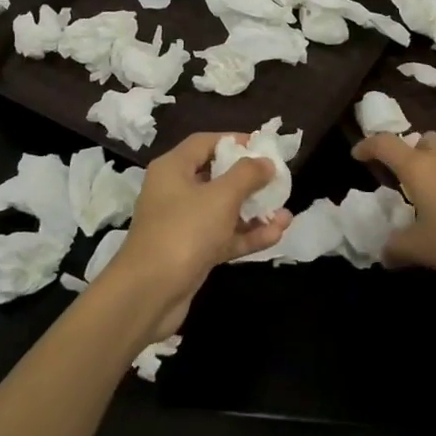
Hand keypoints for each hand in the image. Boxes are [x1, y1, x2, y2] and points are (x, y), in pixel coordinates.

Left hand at [102, 132, 291, 341]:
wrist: (149, 294)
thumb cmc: (184, 231)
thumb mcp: (220, 197)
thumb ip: (247, 174)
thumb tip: (265, 162)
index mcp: (173, 169)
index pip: (205, 143)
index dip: (234, 141)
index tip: (263, 147)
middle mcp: (175, 192)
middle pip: (217, 176)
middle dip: (250, 181)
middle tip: (279, 182)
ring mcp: (183, 224)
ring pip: (223, 210)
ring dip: (254, 212)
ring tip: (286, 213)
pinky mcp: (192, 252)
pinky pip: (223, 236)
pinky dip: (247, 235)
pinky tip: (276, 234)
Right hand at [353, 132, 435, 295]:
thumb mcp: (420, 249)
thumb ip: (396, 247)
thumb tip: (384, 252)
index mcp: (418, 167)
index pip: (386, 144)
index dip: (368, 145)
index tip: (357, 155)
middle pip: (421, 139)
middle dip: (407, 151)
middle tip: (399, 175)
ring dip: (431, 163)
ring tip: (426, 192)